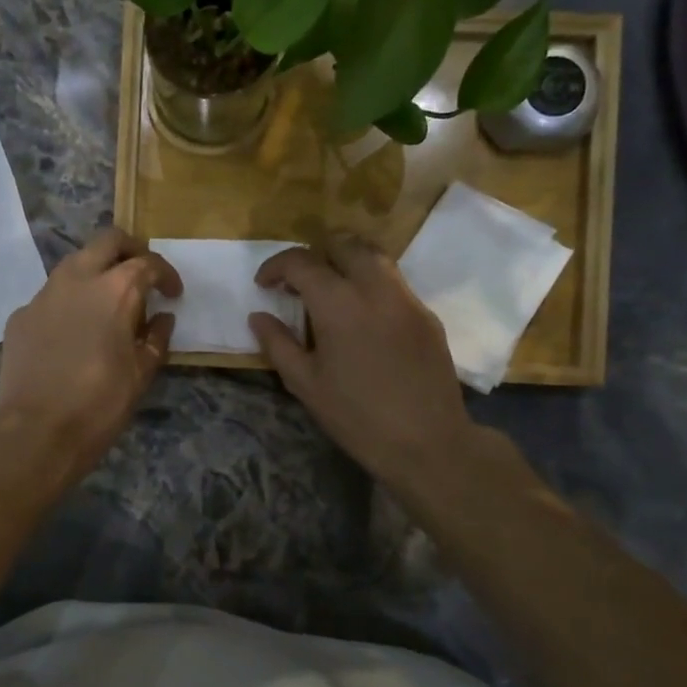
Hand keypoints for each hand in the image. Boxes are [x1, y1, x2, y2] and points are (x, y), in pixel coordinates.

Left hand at [0, 228, 181, 483]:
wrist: (35, 431)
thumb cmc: (99, 404)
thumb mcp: (141, 375)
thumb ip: (156, 339)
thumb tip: (161, 319)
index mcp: (115, 290)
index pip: (148, 263)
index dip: (166, 275)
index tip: (172, 294)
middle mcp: (77, 279)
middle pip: (108, 241)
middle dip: (130, 251)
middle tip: (141, 275)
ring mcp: (43, 295)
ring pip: (74, 264)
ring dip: (96, 272)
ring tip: (106, 303)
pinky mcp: (20, 315)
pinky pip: (51, 296)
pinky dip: (68, 303)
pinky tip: (72, 333)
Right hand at [249, 234, 507, 496]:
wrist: (427, 442)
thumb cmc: (356, 416)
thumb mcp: (305, 383)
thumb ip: (277, 343)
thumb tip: (258, 317)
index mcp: (339, 304)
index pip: (302, 262)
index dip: (276, 266)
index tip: (264, 285)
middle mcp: (376, 289)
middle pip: (344, 244)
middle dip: (316, 254)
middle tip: (299, 282)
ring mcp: (407, 299)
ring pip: (375, 257)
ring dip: (346, 263)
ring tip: (331, 293)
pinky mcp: (427, 315)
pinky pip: (394, 283)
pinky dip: (370, 285)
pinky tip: (362, 319)